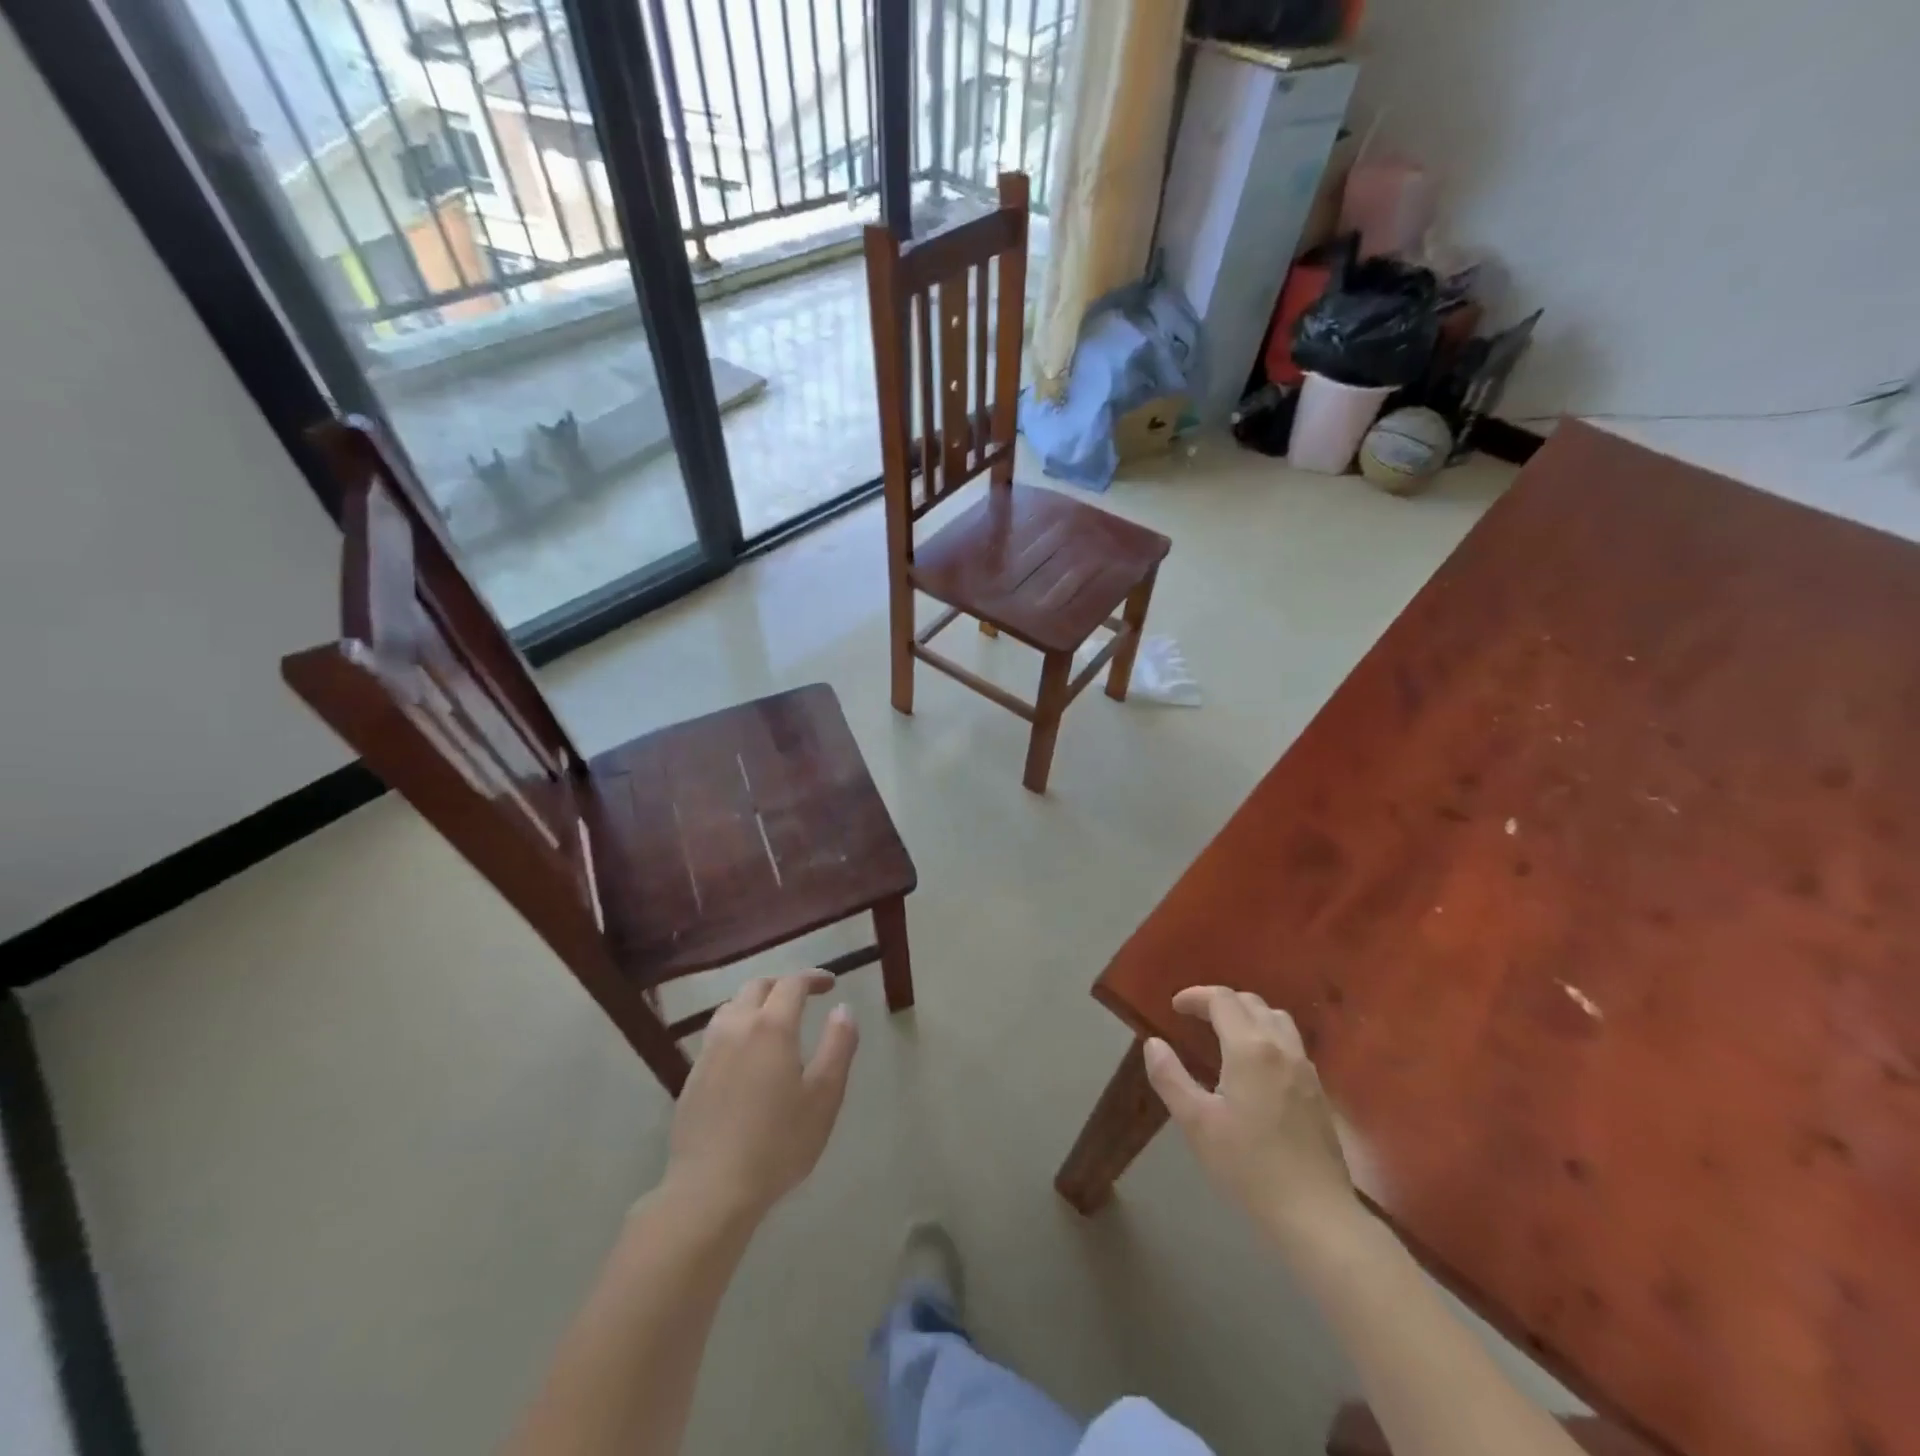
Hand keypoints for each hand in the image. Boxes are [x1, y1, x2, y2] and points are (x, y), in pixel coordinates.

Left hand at [664, 972, 857, 1223]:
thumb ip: (838, 1045)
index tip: (830, 984)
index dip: (813, 977)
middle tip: (804, 996)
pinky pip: (717, 1033)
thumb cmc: (777, 1143)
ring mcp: (709, 1051)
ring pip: (732, 1007)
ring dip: (756, 1002)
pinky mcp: (692, 1076)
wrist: (710, 1190)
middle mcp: (736, 1027)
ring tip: (774, 1020)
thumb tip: (843, 1008)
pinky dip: (737, 1026)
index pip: (792, 983)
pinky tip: (746, 1054)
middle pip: (757, 986)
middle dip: (783, 984)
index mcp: (771, 1027)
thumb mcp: (824, 1096)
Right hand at [1143, 986, 1357, 1254]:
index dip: (1196, 996)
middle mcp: (1282, 1048)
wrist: (1315, 1214)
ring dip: (1248, 1014)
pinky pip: (1291, 1043)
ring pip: (1277, 1019)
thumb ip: (1170, 1076)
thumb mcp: (1196, 1122)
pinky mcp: (1318, 1091)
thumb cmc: (1248, 1166)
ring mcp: (1305, 1069)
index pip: (1222, 1000)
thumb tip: (1153, 1043)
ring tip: (1226, 1033)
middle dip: (1220, 1002)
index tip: (1175, 1007)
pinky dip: (1268, 1035)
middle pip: (1251, 1003)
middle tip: (1196, 1017)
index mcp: (1250, 1048)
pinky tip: (1256, 1065)